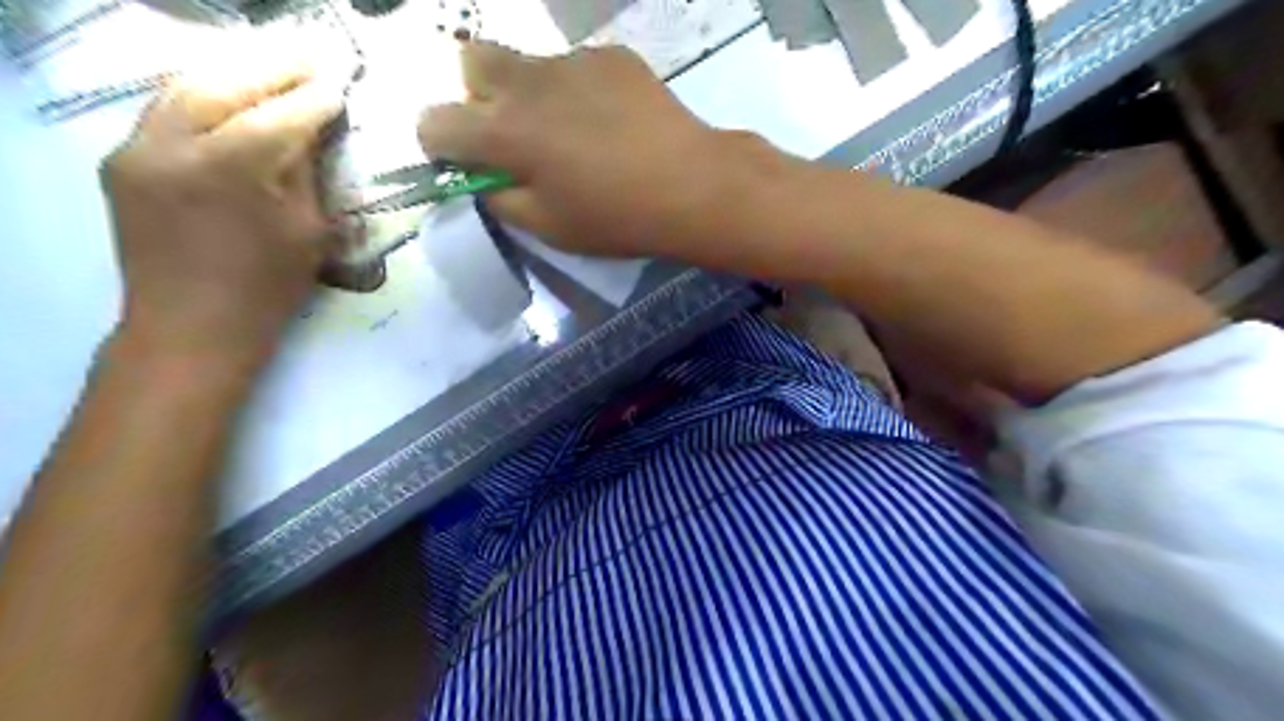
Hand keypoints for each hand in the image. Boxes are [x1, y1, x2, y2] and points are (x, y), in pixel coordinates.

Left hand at [104, 64, 345, 370]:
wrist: (191, 327)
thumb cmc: (267, 289)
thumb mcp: (308, 234)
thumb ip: (306, 176)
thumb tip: (314, 136)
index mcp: (230, 173)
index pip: (277, 118)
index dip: (312, 100)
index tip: (338, 86)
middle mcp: (173, 148)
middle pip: (222, 85)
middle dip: (270, 69)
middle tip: (308, 61)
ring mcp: (136, 151)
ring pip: (183, 88)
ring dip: (233, 73)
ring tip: (272, 68)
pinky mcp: (121, 161)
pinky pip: (163, 112)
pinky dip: (201, 95)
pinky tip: (230, 95)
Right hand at [422, 42, 743, 256]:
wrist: (691, 185)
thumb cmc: (616, 217)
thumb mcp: (547, 228)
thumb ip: (500, 199)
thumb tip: (484, 178)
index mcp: (504, 131)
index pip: (434, 122)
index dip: (441, 146)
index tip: (466, 163)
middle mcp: (527, 82)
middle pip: (471, 62)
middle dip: (477, 97)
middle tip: (512, 136)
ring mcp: (571, 61)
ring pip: (527, 64)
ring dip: (530, 93)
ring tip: (575, 133)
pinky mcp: (610, 56)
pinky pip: (575, 67)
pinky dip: (576, 91)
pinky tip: (612, 122)